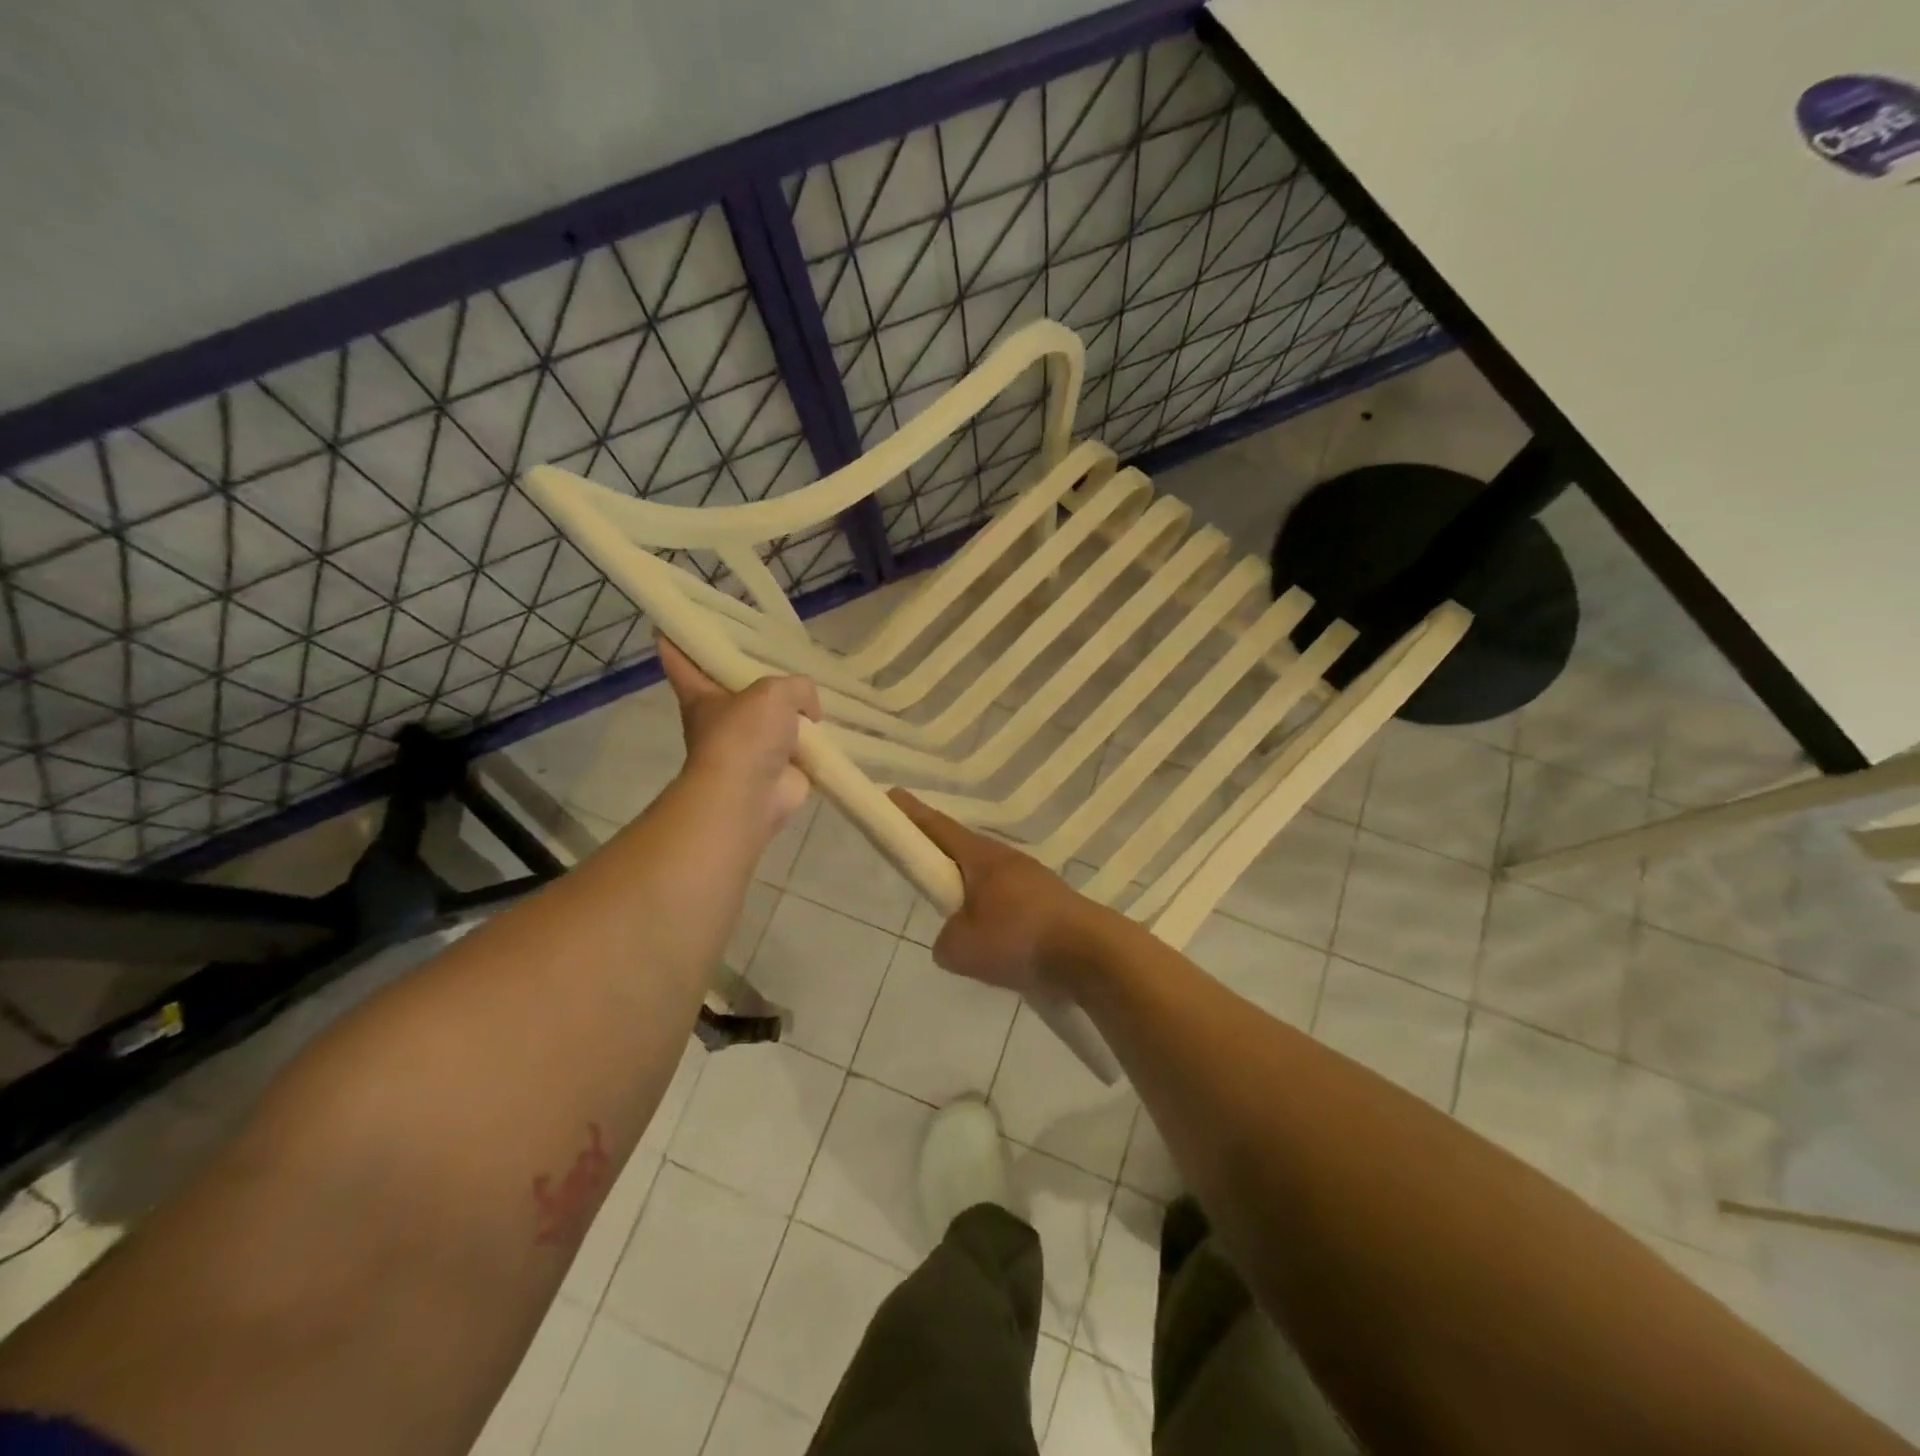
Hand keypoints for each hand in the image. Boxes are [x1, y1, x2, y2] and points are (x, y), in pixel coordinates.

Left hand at [659, 636, 819, 834]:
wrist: (751, 795)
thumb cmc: (745, 735)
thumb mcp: (773, 692)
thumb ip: (796, 687)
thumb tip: (808, 713)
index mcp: (702, 695)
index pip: (682, 661)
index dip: (677, 641)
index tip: (670, 625)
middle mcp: (721, 718)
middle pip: (732, 687)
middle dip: (749, 674)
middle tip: (773, 650)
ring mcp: (749, 746)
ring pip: (769, 717)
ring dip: (788, 710)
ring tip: (813, 690)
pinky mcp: (776, 768)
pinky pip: (798, 746)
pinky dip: (812, 740)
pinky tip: (829, 727)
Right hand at [891, 789, 1096, 997]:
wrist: (1092, 955)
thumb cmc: (1019, 939)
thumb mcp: (961, 949)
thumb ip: (944, 941)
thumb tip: (954, 939)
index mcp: (982, 858)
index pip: (938, 828)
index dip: (912, 814)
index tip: (892, 795)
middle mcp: (1008, 860)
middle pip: (965, 852)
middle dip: (943, 857)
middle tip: (925, 870)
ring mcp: (1034, 880)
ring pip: (990, 881)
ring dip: (973, 893)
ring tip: (965, 926)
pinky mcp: (1052, 904)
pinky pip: (1012, 904)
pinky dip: (997, 916)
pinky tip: (998, 944)